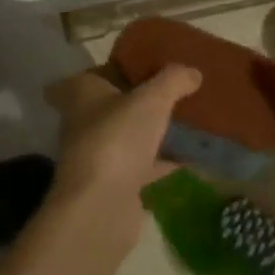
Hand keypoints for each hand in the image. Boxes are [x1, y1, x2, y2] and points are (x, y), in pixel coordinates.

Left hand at [44, 64, 200, 244]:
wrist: (101, 207)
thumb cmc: (117, 137)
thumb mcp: (152, 98)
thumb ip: (173, 80)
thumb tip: (193, 72)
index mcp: (82, 92)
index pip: (89, 75)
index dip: (108, 70)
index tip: (134, 67)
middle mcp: (84, 121)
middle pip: (111, 104)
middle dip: (137, 99)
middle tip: (171, 89)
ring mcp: (98, 155)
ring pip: (129, 135)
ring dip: (152, 130)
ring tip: (188, 118)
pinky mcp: (115, 184)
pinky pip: (144, 164)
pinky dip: (164, 159)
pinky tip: (193, 155)